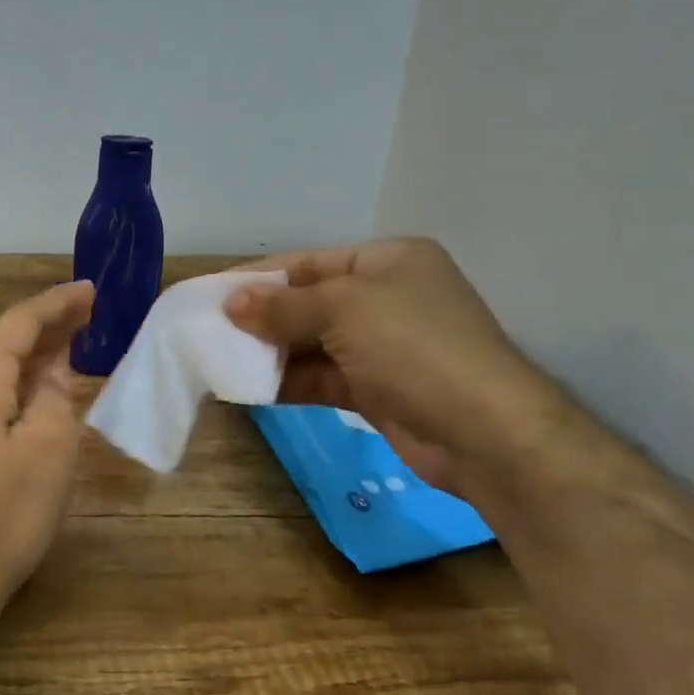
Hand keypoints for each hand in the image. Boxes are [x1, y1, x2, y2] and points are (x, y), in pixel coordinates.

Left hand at [0, 280, 95, 610]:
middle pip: (3, 343)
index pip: (18, 324)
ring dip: (32, 356)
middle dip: (46, 327)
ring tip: (71, 342)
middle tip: (89, 312)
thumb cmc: (3, 514)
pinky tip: (39, 389)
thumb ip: (55, 397)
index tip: (90, 289)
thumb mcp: (49, 451)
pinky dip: (16, 385)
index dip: (56, 304)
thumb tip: (54, 369)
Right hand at [225, 238, 559, 493]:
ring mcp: (383, 347)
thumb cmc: (415, 347)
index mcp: (388, 261)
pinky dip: (287, 382)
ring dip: (269, 353)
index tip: (212, 292)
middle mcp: (386, 299)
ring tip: (218, 360)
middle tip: (208, 330)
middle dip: (261, 317)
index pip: (309, 262)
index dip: (258, 276)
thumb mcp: (345, 310)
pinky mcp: (377, 389)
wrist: (485, 432)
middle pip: (308, 303)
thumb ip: (283, 307)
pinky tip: (248, 388)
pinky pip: (321, 378)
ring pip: (312, 344)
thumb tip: (231, 304)